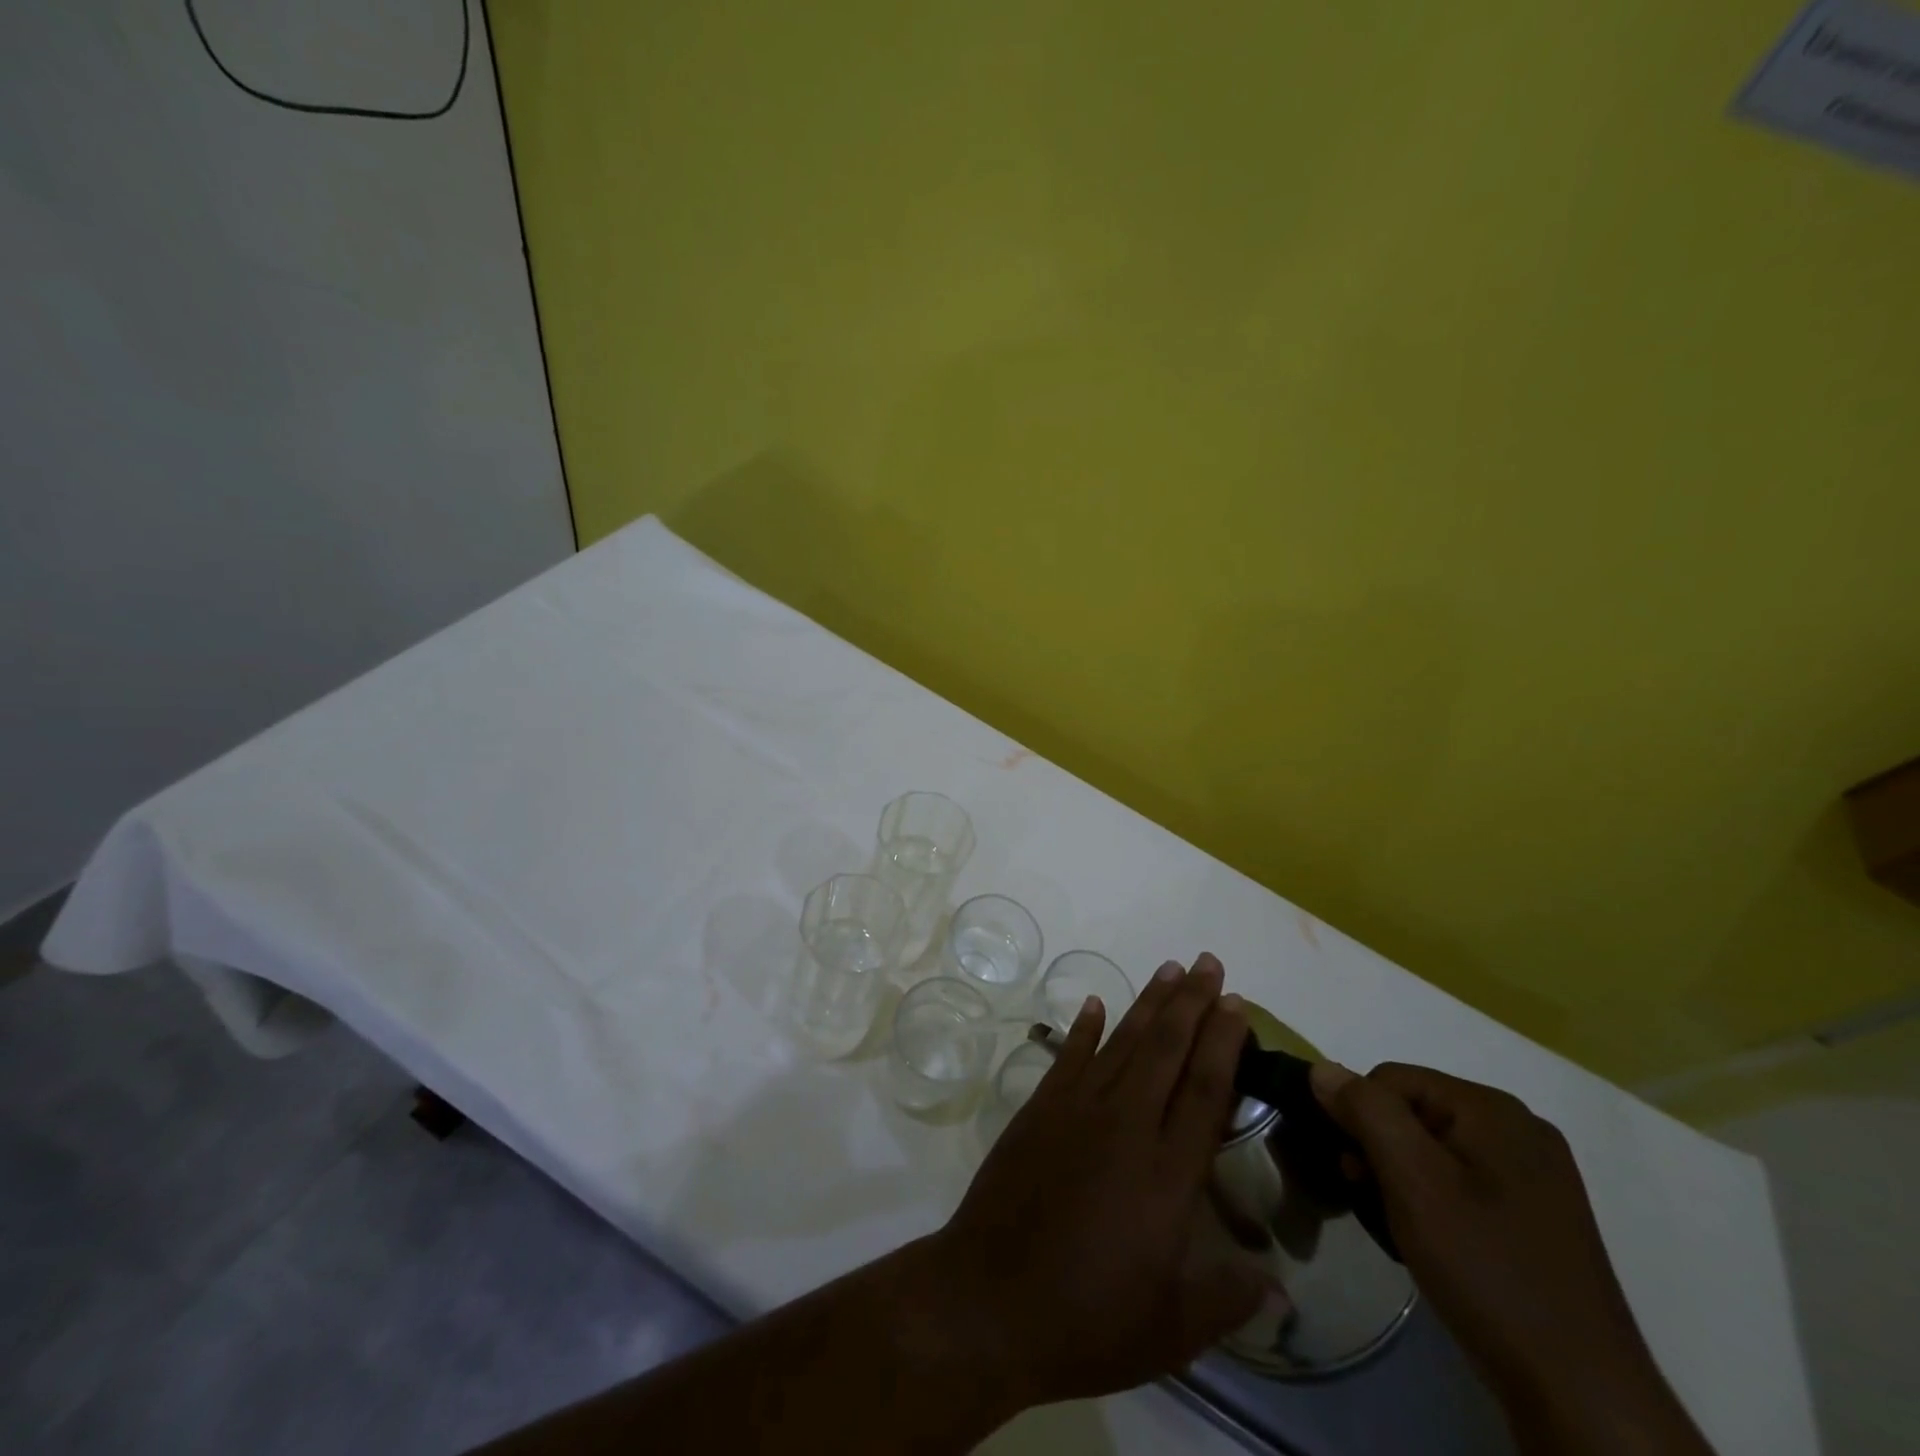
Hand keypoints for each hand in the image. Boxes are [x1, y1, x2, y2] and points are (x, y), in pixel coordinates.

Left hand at [927, 955, 1263, 1406]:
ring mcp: (1077, 1110)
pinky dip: (1083, 1026)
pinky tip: (1095, 1003)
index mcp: (1168, 1173)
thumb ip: (1228, 1298)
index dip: (1223, 1041)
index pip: (1205, 1089)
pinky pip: (1067, 1056)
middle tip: (1208, 961)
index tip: (1236, 1003)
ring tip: (1169, 968)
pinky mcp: (1039, 1109)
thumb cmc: (1088, 1319)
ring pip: (1123, 1042)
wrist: (990, 1300)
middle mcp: (1126, 1125)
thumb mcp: (1172, 1328)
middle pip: (1167, 1049)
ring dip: (1148, 1002)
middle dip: (1191, 1001)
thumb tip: (1282, 1290)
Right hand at [1312, 1062, 1713, 1455]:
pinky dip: (1436, 1201)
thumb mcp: (1412, 1180)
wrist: (1580, 1394)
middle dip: (1381, 1150)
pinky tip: (1438, 1243)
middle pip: (1414, 1111)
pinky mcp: (1539, 1217)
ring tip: (1403, 1228)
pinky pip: (1464, 1182)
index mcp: (1494, 1109)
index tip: (1357, 1174)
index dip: (1361, 1119)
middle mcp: (1520, 1128)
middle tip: (1374, 1201)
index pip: (1391, 1079)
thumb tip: (1323, 1068)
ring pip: (1435, 1149)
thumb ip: (1365, 1111)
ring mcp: (1536, 1175)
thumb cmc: (1487, 1269)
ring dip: (1404, 1179)